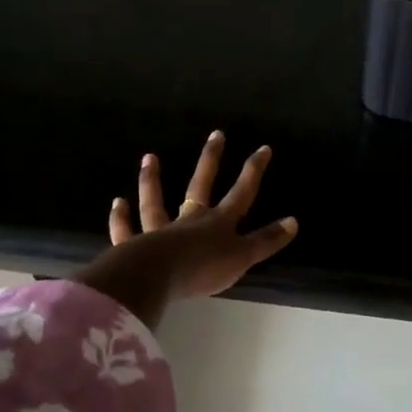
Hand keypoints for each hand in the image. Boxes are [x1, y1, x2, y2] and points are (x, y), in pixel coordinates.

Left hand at [73, 131, 297, 328]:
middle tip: (216, 134)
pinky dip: (121, 218)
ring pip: (156, 202)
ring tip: (149, 158)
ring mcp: (159, 231)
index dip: (253, 171)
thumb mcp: (243, 257)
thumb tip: (294, 222)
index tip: (263, 148)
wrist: (157, 277)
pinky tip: (118, 203)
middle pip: (200, 186)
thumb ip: (266, 241)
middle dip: (211, 160)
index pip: (241, 193)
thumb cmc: (203, 268)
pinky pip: (126, 230)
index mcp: (218, 223)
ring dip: (153, 180)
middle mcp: (189, 220)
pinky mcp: (134, 247)